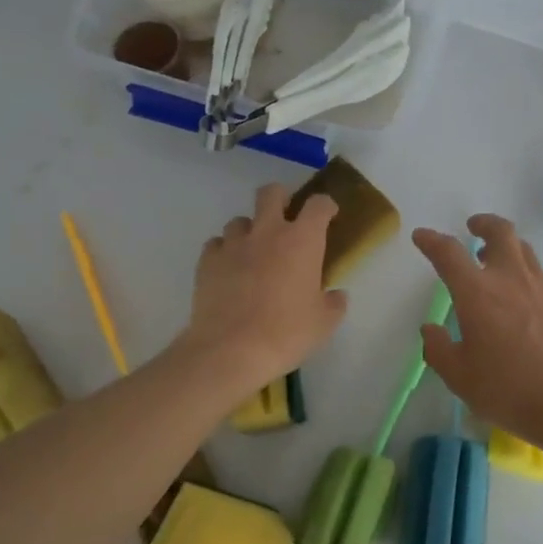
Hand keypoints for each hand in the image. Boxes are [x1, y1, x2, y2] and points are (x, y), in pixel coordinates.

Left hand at [181, 183, 347, 386]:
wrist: (231, 350)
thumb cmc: (287, 333)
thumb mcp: (324, 323)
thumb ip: (334, 303)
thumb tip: (335, 295)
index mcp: (302, 240)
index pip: (318, 204)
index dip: (326, 206)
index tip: (329, 217)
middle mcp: (267, 232)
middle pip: (271, 193)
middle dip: (280, 199)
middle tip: (286, 221)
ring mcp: (234, 244)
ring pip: (240, 220)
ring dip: (250, 231)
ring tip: (253, 253)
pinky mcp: (207, 261)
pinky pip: (216, 244)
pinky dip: (224, 252)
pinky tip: (229, 271)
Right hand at [414, 215, 542, 458]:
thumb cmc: (509, 390)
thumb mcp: (460, 377)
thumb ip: (439, 349)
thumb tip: (430, 330)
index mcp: (477, 293)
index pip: (448, 253)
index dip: (431, 240)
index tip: (422, 237)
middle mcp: (511, 278)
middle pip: (500, 232)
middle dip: (483, 224)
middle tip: (473, 228)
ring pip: (524, 250)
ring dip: (507, 247)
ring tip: (497, 262)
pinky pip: (542, 276)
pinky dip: (527, 275)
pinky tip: (525, 298)